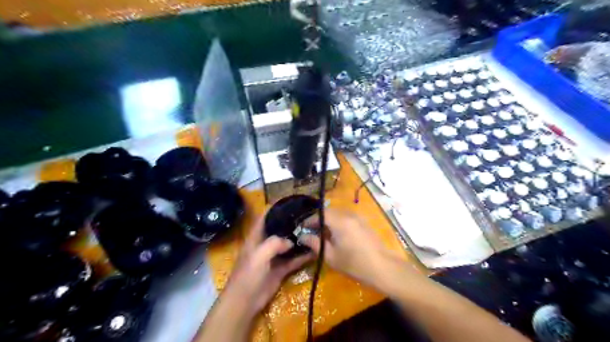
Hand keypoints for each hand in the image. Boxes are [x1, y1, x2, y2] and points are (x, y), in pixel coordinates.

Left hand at [222, 213, 313, 317]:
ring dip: (298, 240)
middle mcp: (265, 244)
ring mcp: (273, 257)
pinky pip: (293, 260)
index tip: (289, 201)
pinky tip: (314, 252)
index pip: (264, 218)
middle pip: (278, 230)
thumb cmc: (248, 275)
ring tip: (313, 231)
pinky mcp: (280, 269)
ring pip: (287, 245)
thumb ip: (274, 243)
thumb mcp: (259, 255)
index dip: (274, 208)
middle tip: (307, 216)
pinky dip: (302, 257)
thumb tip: (291, 241)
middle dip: (290, 223)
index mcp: (256, 237)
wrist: (245, 301)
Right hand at [299, 208, 392, 285]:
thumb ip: (315, 243)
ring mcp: (358, 217)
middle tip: (311, 231)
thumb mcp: (331, 256)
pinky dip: (338, 222)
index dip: (309, 220)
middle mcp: (348, 215)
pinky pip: (346, 217)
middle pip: (329, 211)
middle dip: (318, 219)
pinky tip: (337, 235)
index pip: (320, 214)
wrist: (383, 267)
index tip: (302, 229)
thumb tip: (303, 236)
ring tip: (323, 234)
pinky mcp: (364, 222)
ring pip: (338, 214)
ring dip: (329, 220)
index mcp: (339, 221)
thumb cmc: (354, 264)